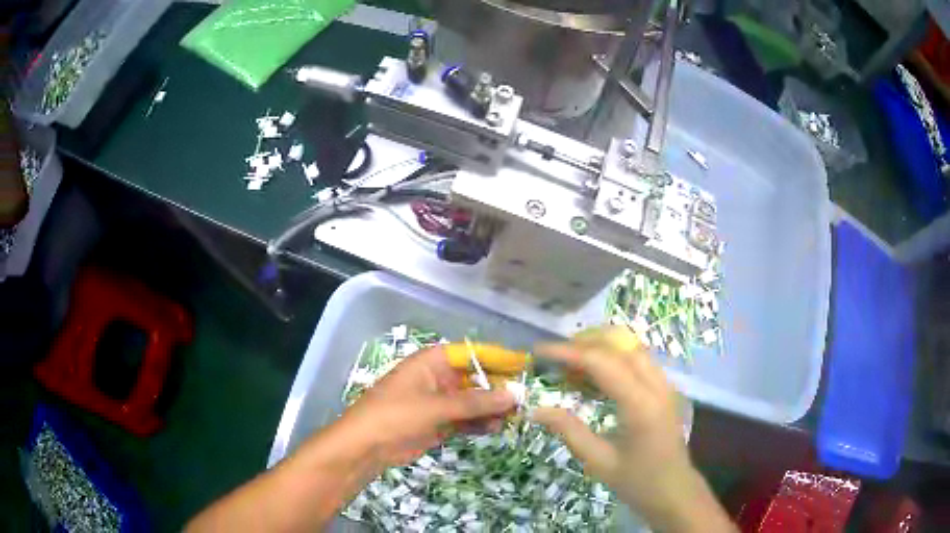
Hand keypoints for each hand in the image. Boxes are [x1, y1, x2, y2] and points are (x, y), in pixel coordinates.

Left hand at [337, 345, 516, 471]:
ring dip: (491, 409)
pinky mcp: (438, 422)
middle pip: (475, 379)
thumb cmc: (395, 416)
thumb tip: (512, 395)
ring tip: (512, 418)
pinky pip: (465, 419)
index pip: (472, 353)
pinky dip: (479, 423)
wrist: (365, 447)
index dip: (497, 358)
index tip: (524, 366)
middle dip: (497, 388)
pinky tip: (494, 428)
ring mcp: (438, 402)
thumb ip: (474, 402)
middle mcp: (438, 378)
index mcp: (432, 363)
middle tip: (523, 400)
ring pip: (473, 401)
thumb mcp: (435, 407)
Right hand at [531, 327, 733, 532]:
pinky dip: (614, 357)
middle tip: (553, 357)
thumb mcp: (599, 462)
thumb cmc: (638, 482)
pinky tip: (594, 375)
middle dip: (584, 342)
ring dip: (600, 346)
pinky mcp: (665, 388)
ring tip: (570, 363)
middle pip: (620, 343)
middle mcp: (656, 385)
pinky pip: (638, 359)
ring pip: (631, 346)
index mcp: (640, 405)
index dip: (568, 352)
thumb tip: (536, 410)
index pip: (602, 362)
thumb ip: (569, 431)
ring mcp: (665, 384)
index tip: (538, 352)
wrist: (675, 490)